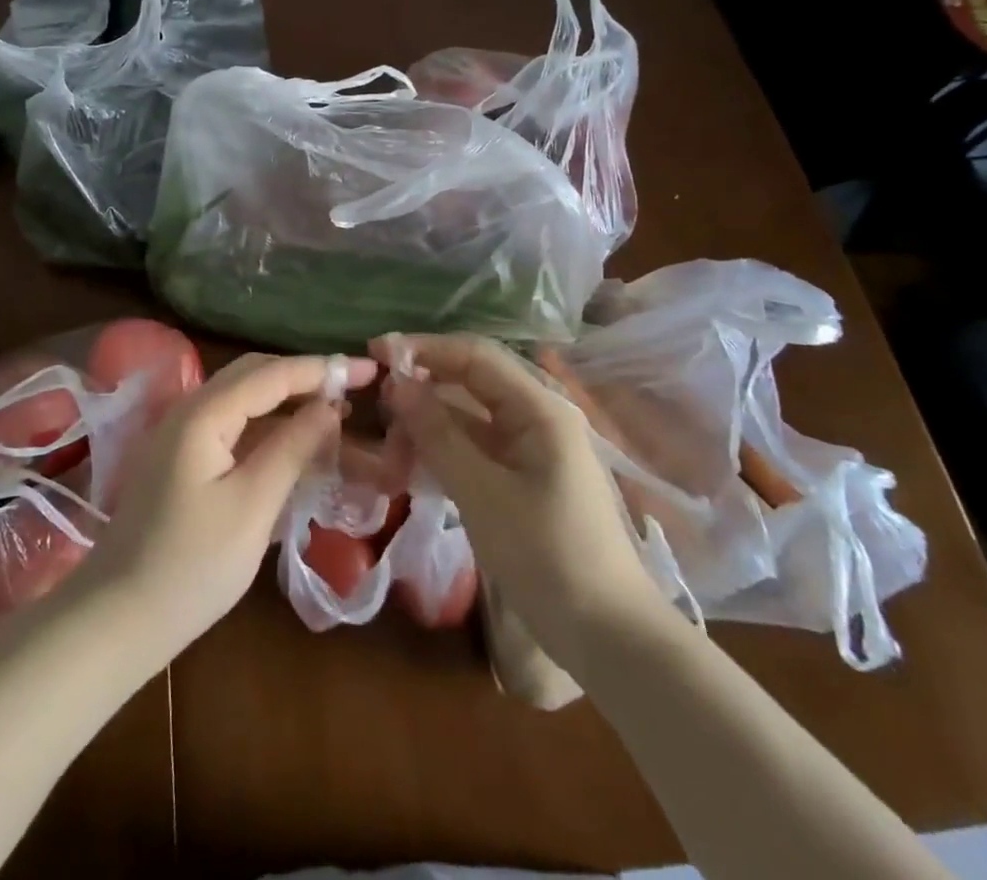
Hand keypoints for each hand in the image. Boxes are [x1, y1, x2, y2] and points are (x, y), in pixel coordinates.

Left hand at [77, 352, 377, 660]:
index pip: (271, 374)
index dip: (322, 369)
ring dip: (287, 402)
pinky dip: (267, 429)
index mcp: (203, 414)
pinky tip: (295, 444)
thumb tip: (329, 406)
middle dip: (305, 377)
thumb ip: (292, 448)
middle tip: (354, 388)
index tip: (370, 370)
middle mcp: (189, 411)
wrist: (118, 617)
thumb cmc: (191, 566)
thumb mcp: (252, 506)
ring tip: (335, 414)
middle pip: (254, 376)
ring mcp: (181, 435)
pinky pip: (232, 427)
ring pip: (243, 401)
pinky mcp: (181, 460)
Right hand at [374, 333, 667, 647]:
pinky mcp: (525, 478)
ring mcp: (532, 448)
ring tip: (390, 454)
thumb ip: (437, 434)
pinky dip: (444, 453)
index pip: (473, 355)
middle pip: (469, 383)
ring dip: (428, 428)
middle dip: (422, 392)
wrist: (611, 638)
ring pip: (468, 418)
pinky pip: (476, 449)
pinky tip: (412, 471)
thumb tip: (397, 384)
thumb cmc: (548, 557)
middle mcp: (537, 417)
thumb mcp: (482, 493)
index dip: (423, 348)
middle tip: (378, 413)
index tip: (375, 353)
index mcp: (538, 408)